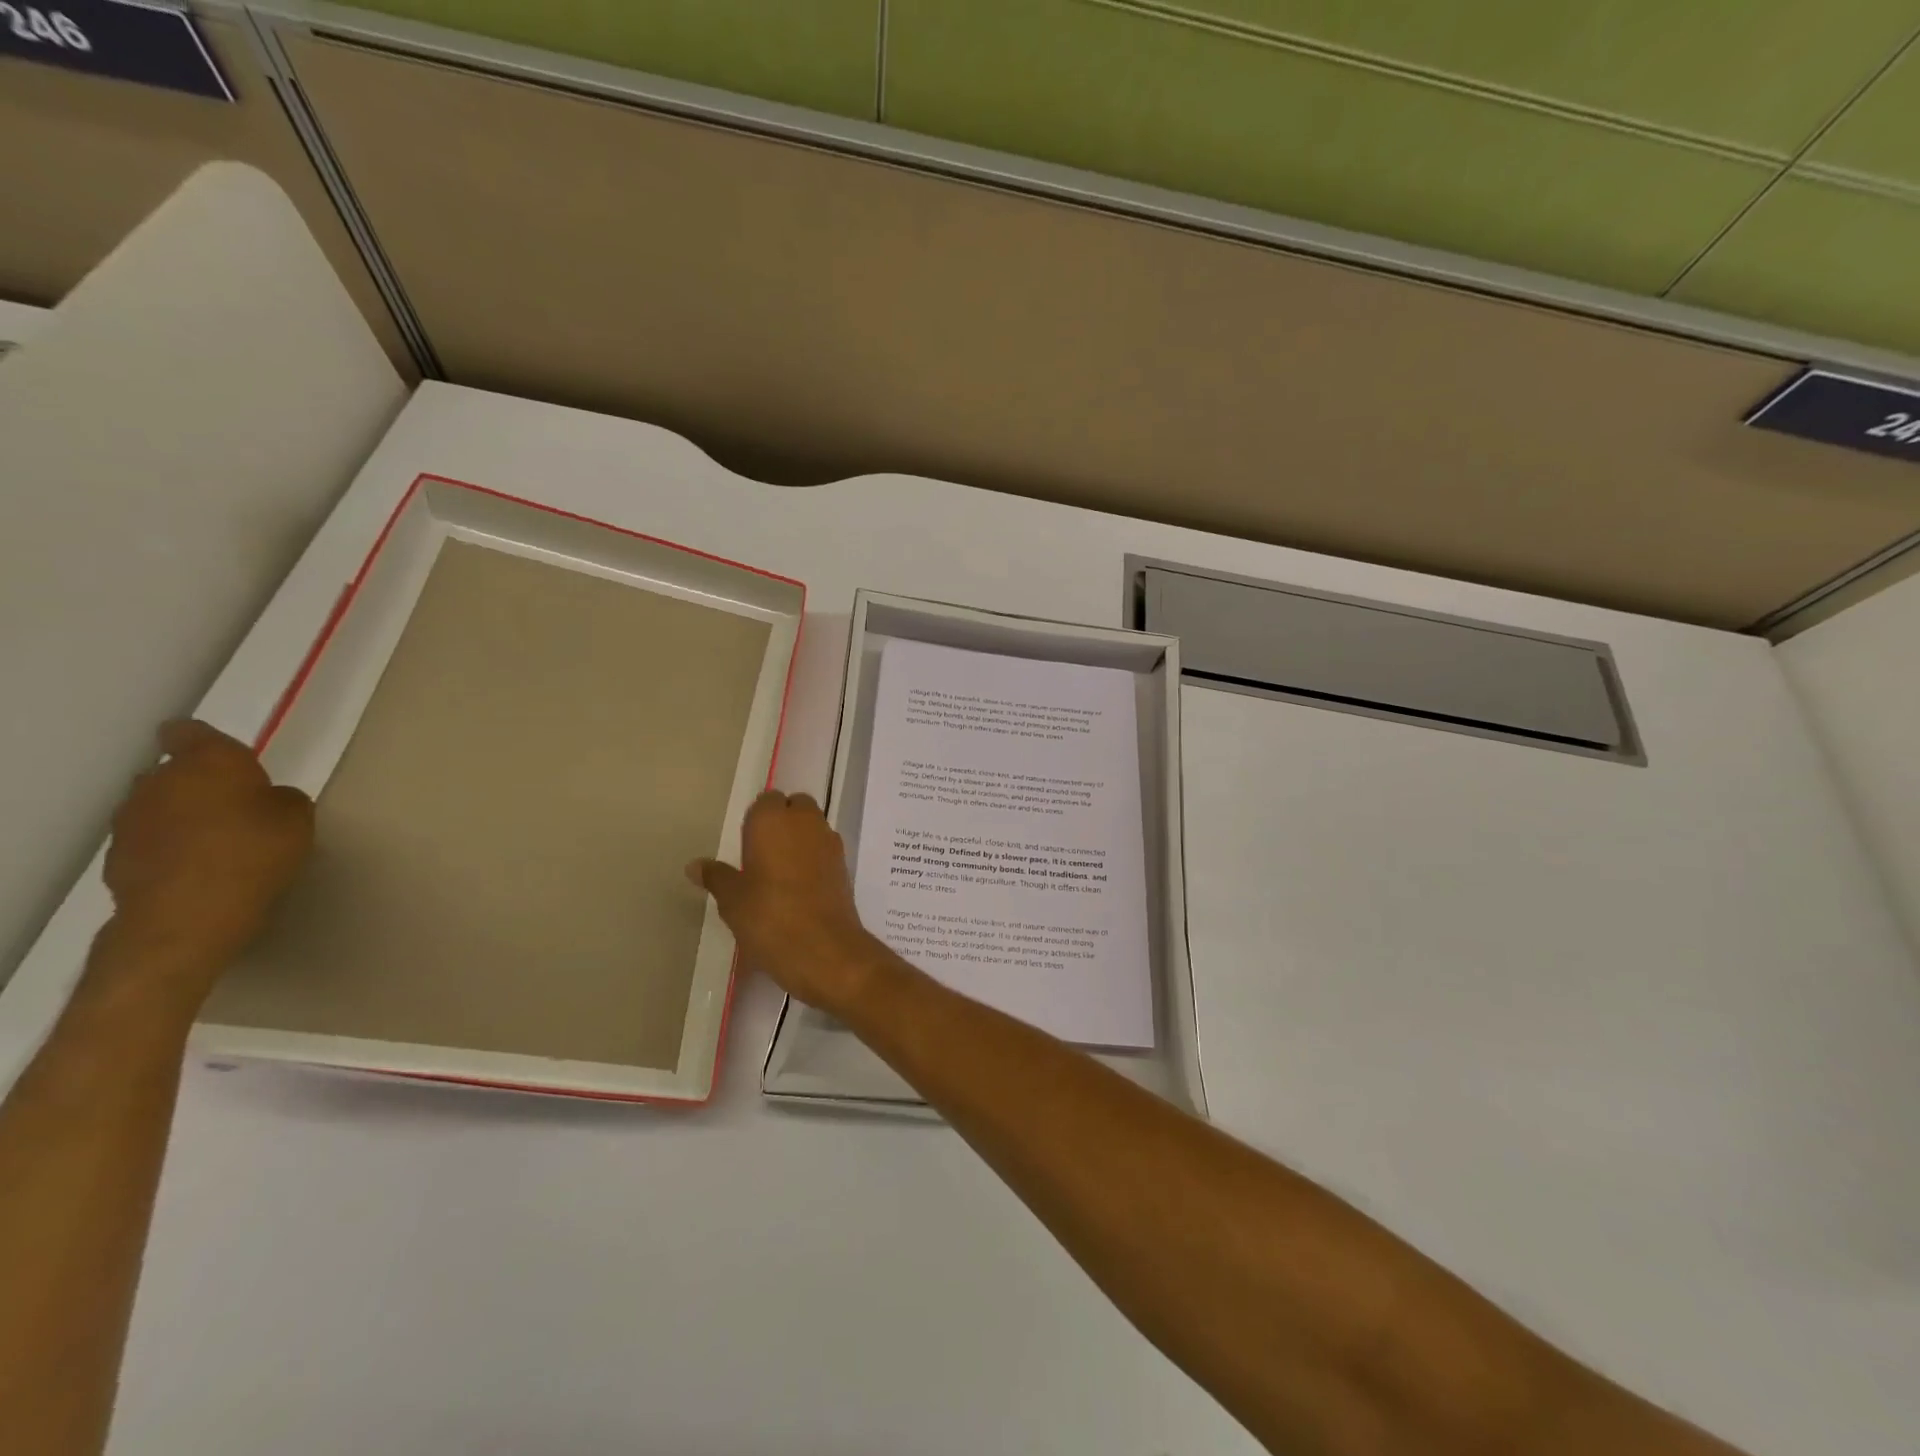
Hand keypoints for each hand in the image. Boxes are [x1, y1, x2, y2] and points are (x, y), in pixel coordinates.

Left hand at [101, 721, 313, 996]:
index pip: (189, 731)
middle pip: (173, 771)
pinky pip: (151, 839)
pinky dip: (171, 846)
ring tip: (218, 841)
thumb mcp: (298, 817)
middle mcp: (160, 781)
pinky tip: (199, 867)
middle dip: (198, 782)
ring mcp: (132, 820)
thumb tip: (264, 800)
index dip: (205, 740)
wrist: (189, 913)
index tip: (227, 757)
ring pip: (159, 805)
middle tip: (235, 805)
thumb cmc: (255, 851)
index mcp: (208, 761)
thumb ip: (281, 798)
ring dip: (183, 815)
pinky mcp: (120, 855)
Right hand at [689, 791, 886, 1013]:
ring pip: (813, 827)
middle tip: (761, 855)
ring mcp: (830, 843)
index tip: (746, 844)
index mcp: (774, 820)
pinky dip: (814, 859)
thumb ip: (716, 876)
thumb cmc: (770, 917)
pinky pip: (825, 850)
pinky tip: (799, 887)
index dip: (757, 819)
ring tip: (778, 873)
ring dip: (799, 840)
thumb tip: (695, 865)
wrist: (825, 949)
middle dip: (782, 823)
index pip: (767, 800)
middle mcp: (806, 822)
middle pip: (795, 807)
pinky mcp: (844, 866)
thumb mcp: (733, 899)